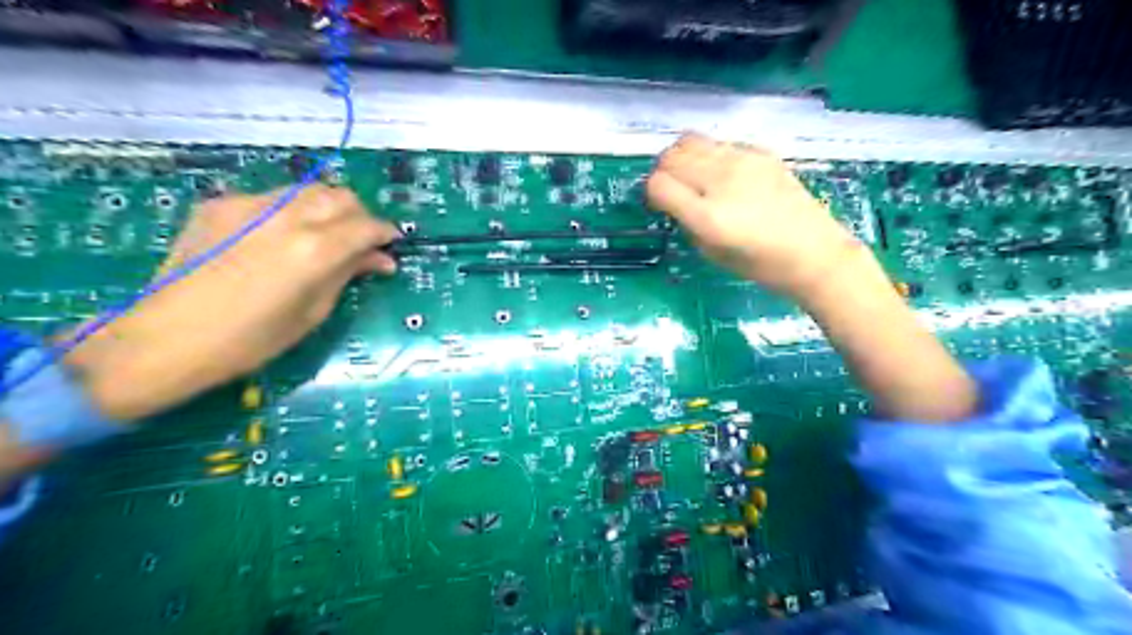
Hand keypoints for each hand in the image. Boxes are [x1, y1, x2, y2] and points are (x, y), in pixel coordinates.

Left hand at [64, 183, 399, 421]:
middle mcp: (287, 216)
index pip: (367, 225)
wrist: (167, 339)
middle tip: (359, 243)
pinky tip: (278, 238)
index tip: (390, 245)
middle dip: (358, 216)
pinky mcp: (221, 204)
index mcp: (315, 249)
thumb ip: (348, 274)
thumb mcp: (313, 311)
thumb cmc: (252, 340)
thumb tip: (380, 260)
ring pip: (308, 190)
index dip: (385, 233)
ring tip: (323, 236)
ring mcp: (250, 204)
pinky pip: (271, 198)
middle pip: (341, 197)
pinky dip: (289, 212)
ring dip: (326, 209)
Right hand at [650, 131, 863, 299]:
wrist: (815, 252)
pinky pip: (719, 144)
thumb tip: (673, 201)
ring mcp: (742, 161)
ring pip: (690, 141)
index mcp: (707, 216)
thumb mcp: (711, 254)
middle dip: (663, 171)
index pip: (658, 184)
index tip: (659, 203)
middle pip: (671, 157)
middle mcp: (721, 181)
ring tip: (692, 176)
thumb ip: (687, 223)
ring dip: (682, 157)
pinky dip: (709, 155)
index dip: (652, 193)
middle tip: (672, 188)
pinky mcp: (760, 152)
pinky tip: (722, 174)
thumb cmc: (761, 265)